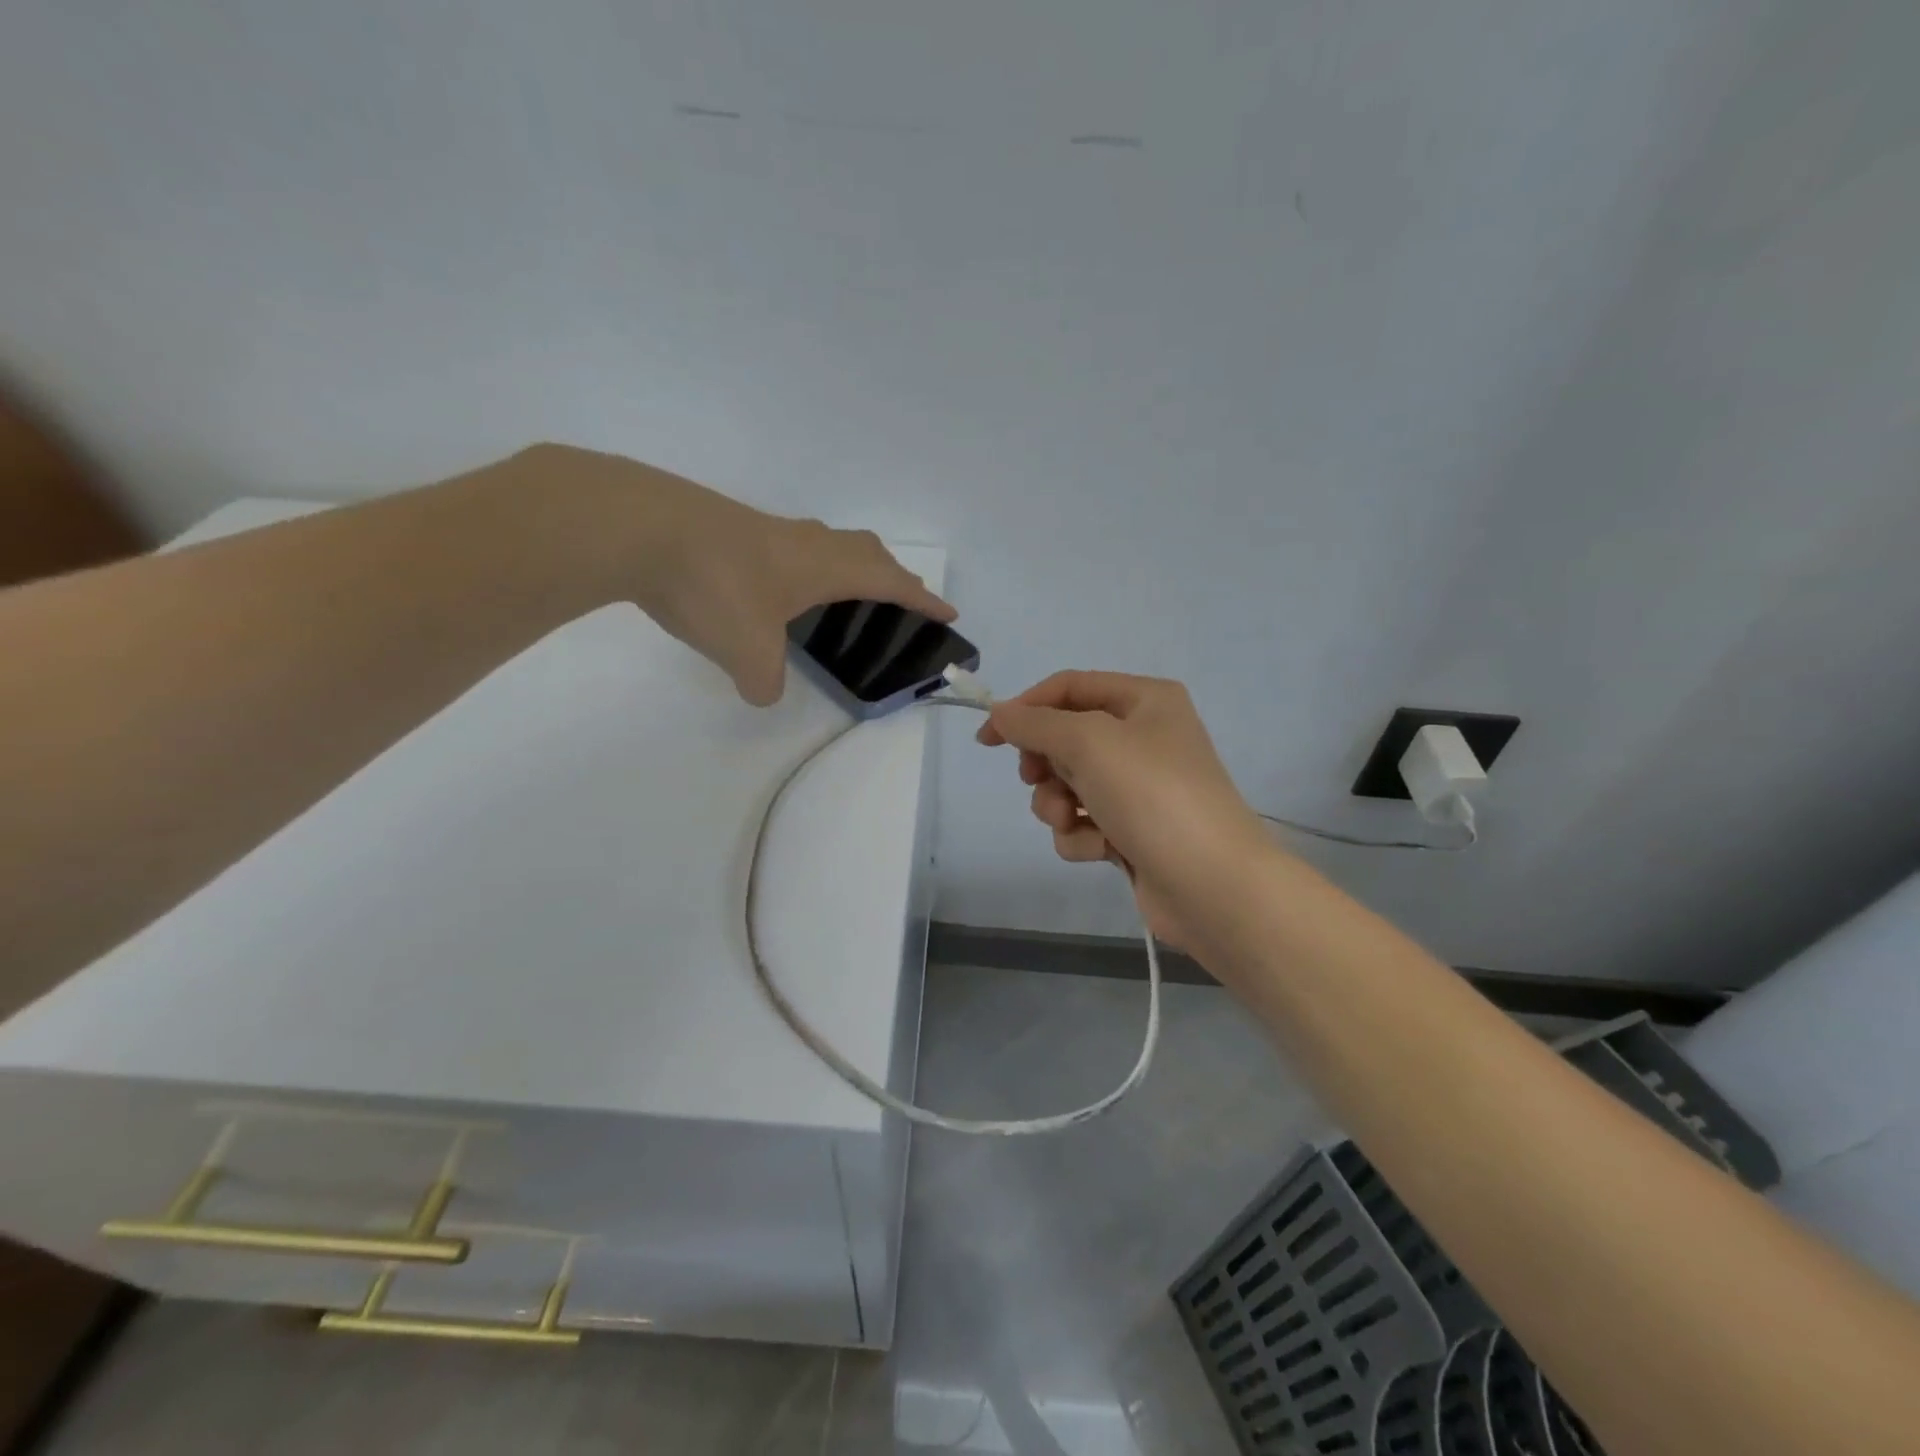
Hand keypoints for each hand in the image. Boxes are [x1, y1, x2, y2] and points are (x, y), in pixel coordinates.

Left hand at [513, 444, 953, 704]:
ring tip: (842, 590)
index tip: (948, 612)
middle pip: (864, 549)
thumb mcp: (747, 652)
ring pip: (825, 541)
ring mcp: (765, 529)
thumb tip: (764, 691)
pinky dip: (802, 564)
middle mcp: (803, 542)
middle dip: (891, 574)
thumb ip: (765, 681)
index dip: (920, 598)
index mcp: (823, 567)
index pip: (888, 581)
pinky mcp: (730, 527)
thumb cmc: (713, 587)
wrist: (637, 527)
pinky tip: (775, 585)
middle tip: (900, 596)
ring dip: (847, 563)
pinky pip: (787, 544)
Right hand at [977, 672, 1274, 950]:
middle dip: (1046, 765)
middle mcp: (1144, 737)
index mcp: (1144, 700)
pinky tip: (1101, 849)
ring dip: (1058, 805)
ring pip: (1068, 785)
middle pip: (1065, 737)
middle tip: (1037, 780)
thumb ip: (1037, 724)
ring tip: (1072, 821)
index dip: (1025, 708)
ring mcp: (1139, 787)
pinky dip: (1082, 835)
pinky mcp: (1132, 830)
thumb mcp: (1089, 743)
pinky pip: (1084, 822)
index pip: (1069, 688)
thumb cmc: (1152, 795)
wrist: (1212, 885)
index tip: (988, 739)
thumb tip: (999, 712)